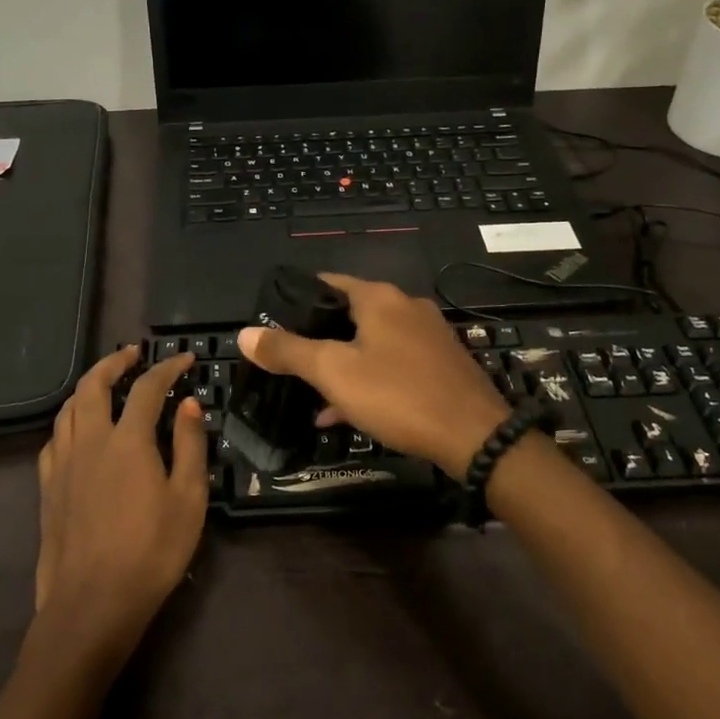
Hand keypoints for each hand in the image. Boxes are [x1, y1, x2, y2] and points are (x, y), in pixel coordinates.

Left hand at [35, 348, 207, 655]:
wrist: (92, 603)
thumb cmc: (151, 552)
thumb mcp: (188, 499)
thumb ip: (189, 446)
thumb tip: (189, 405)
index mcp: (127, 440)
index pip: (148, 388)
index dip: (167, 368)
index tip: (184, 358)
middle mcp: (89, 441)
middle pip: (93, 385)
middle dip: (113, 362)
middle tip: (132, 354)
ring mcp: (62, 464)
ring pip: (67, 408)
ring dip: (87, 386)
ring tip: (105, 383)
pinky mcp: (47, 487)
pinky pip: (54, 438)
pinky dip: (69, 420)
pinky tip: (77, 430)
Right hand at [238, 274, 510, 479]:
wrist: (475, 436)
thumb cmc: (398, 394)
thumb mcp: (334, 372)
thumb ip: (288, 351)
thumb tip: (244, 334)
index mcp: (379, 298)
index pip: (328, 282)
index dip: (297, 299)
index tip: (273, 323)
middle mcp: (406, 307)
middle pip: (349, 314)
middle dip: (318, 338)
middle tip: (289, 362)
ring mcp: (428, 335)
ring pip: (371, 343)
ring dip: (342, 365)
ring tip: (312, 394)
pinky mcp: (441, 364)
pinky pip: (393, 364)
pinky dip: (368, 380)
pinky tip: (345, 412)